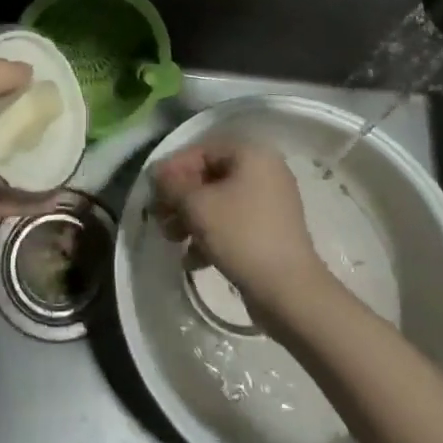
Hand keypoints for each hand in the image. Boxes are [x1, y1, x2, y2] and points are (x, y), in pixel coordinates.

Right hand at [152, 143, 332, 325]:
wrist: (289, 291)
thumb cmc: (241, 236)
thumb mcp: (197, 206)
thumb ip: (172, 185)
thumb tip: (158, 174)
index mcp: (252, 155)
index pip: (202, 150)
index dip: (173, 169)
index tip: (153, 191)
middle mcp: (265, 172)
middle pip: (210, 177)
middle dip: (180, 198)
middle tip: (159, 218)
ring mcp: (271, 203)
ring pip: (220, 202)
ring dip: (191, 218)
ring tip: (172, 240)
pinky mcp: (271, 232)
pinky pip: (234, 223)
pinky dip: (211, 235)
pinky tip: (193, 260)